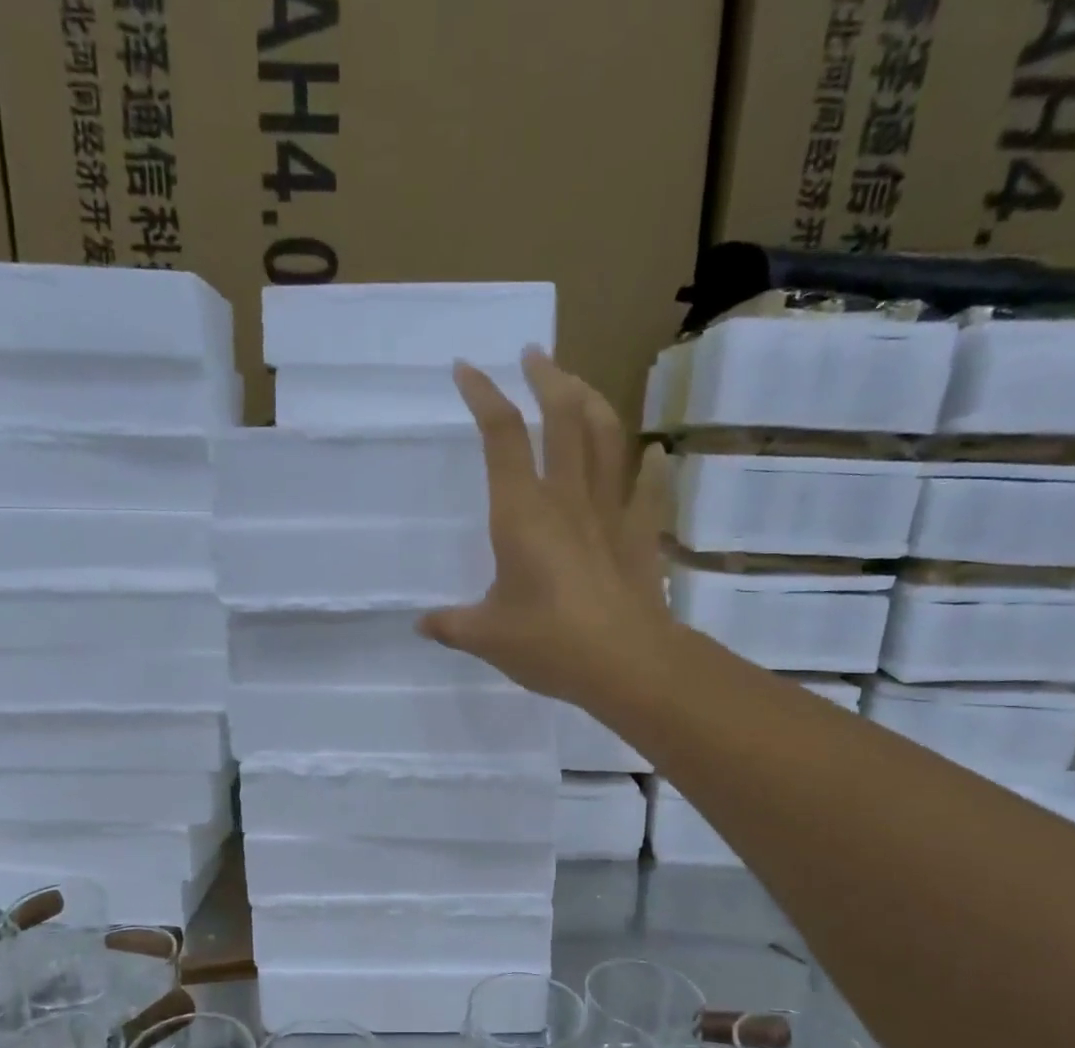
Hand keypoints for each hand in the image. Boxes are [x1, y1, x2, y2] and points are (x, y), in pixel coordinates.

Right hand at [419, 348, 673, 707]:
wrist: (627, 664)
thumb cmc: (549, 643)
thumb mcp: (486, 638)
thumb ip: (451, 625)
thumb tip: (421, 624)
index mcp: (522, 512)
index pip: (501, 435)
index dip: (483, 394)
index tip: (466, 369)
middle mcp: (567, 497)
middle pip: (562, 416)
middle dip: (546, 377)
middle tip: (534, 355)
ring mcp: (610, 511)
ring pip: (606, 436)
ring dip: (592, 400)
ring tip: (578, 384)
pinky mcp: (640, 533)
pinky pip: (647, 487)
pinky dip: (649, 465)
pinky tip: (653, 451)